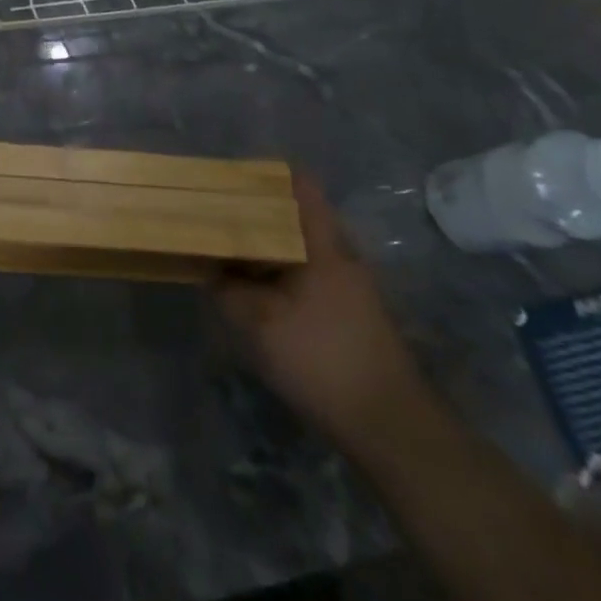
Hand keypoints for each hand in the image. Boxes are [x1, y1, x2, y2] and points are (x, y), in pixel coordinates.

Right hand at [215, 172, 429, 440]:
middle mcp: (341, 254)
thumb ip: (227, 288)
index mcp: (323, 243)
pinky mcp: (351, 313)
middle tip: (216, 216)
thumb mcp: (259, 322)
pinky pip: (307, 275)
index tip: (230, 177)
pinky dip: (279, 274)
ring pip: (300, 248)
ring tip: (228, 253)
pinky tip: (255, 293)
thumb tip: (210, 268)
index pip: (299, 184)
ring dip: (266, 247)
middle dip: (256, 213)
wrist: (390, 427)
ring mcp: (350, 285)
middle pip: (295, 215)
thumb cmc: (322, 358)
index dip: (265, 173)